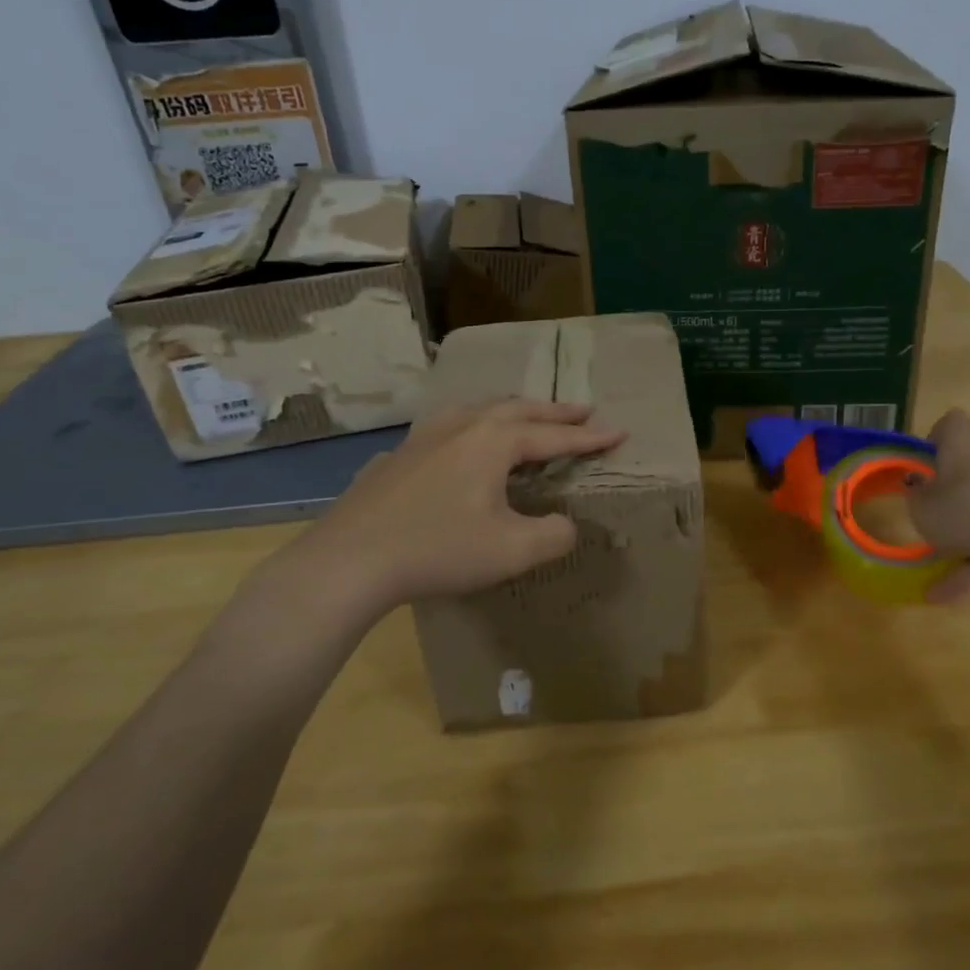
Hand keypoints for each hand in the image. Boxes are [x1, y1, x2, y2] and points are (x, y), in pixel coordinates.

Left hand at [235, 399, 624, 647]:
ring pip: (480, 409)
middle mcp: (462, 426)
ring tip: (528, 414)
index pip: (554, 436)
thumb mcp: (511, 551)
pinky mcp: (400, 455)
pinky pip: (450, 426)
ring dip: (514, 410)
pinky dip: (476, 424)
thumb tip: (566, 526)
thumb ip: (553, 536)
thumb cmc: (438, 551)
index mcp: (494, 441)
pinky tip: (464, 440)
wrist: (349, 560)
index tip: (619, 432)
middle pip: (519, 409)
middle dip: (555, 412)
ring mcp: (425, 436)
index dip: (589, 438)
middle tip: (583, 410)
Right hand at [908, 409, 969, 599]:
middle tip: (929, 510)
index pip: (952, 422)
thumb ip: (916, 495)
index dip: (936, 436)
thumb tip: (918, 484)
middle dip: (949, 488)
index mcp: (963, 447)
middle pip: (968, 465)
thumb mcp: (921, 508)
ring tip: (938, 561)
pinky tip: (952, 591)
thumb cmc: (964, 514)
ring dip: (962, 527)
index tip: (924, 460)